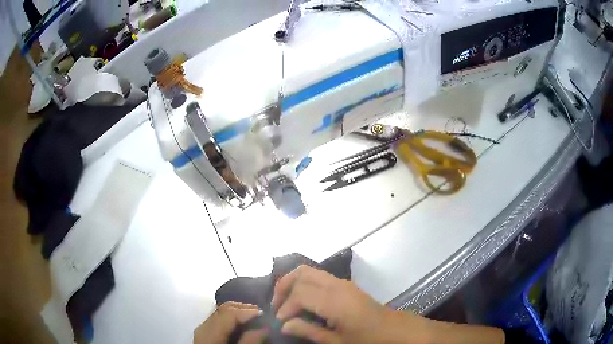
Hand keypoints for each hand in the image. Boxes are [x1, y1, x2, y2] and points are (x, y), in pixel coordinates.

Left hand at [193, 302, 266, 343]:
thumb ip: (249, 341)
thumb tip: (265, 327)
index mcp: (209, 331)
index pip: (229, 312)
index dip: (249, 311)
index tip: (266, 315)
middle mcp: (204, 326)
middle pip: (224, 309)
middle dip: (244, 309)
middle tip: (263, 315)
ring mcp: (203, 330)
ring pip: (221, 313)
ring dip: (238, 313)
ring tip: (255, 320)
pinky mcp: (205, 335)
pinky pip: (219, 320)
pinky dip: (232, 320)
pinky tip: (242, 327)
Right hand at [271, 265, 433, 343]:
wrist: (392, 329)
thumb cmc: (366, 338)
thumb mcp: (337, 341)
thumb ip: (309, 331)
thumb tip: (285, 325)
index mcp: (335, 301)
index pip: (300, 293)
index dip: (286, 306)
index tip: (280, 322)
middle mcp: (336, 285)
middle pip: (301, 274)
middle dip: (283, 287)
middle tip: (276, 306)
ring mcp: (342, 282)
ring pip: (309, 270)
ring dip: (293, 282)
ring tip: (285, 301)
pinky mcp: (345, 284)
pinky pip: (318, 275)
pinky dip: (304, 282)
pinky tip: (301, 298)